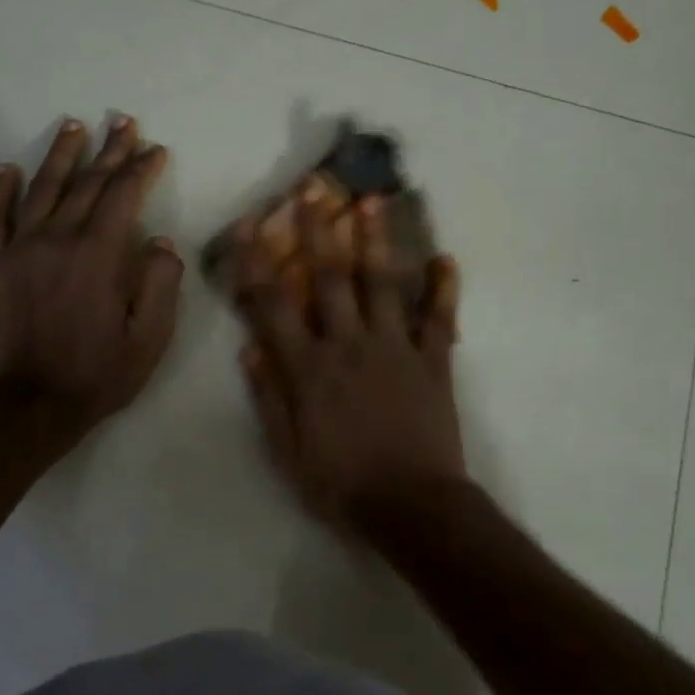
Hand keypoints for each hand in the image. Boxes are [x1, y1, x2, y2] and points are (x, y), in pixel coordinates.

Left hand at [0, 116, 182, 439]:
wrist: (31, 406)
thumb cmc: (99, 374)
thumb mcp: (150, 338)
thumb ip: (160, 284)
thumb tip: (160, 242)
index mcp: (98, 255)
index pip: (123, 196)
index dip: (141, 169)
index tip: (155, 149)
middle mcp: (57, 239)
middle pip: (87, 183)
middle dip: (109, 150)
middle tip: (123, 122)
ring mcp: (20, 250)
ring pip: (42, 189)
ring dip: (61, 155)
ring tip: (74, 126)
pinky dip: (0, 190)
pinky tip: (8, 168)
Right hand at [236, 195, 464, 524]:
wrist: (411, 507)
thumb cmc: (341, 484)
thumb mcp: (287, 451)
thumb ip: (268, 397)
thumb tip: (249, 348)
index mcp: (309, 368)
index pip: (274, 305)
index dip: (257, 262)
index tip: (248, 224)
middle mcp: (350, 345)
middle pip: (331, 277)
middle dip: (319, 230)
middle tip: (314, 188)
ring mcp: (396, 348)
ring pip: (384, 284)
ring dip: (377, 240)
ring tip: (373, 200)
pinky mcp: (433, 361)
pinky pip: (440, 318)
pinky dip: (444, 289)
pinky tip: (446, 259)